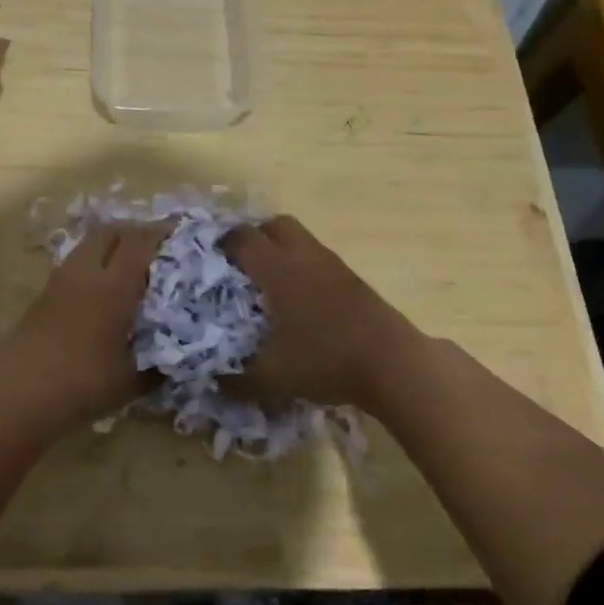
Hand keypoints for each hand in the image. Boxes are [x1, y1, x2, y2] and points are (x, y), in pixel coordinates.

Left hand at [0, 221, 169, 435]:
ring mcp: (61, 281)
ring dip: (113, 245)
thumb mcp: (130, 381)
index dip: (162, 231)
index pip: (141, 242)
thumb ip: (158, 367)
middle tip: (158, 245)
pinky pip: (77, 263)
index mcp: (114, 286)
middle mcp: (87, 272)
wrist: (15, 392)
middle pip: (112, 231)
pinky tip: (104, 290)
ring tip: (133, 265)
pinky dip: (95, 263)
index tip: (182, 228)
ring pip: (90, 245)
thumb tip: (180, 361)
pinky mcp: (44, 295)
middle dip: (136, 230)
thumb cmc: (81, 383)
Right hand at [223, 215, 423, 411]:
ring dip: (281, 249)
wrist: (393, 363)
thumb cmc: (325, 360)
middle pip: (274, 225)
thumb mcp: (273, 378)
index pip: (243, 239)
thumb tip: (212, 379)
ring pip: (300, 238)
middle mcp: (304, 256)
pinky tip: (301, 299)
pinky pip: (318, 257)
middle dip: (255, 236)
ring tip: (270, 282)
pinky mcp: (352, 278)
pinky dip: (303, 266)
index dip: (223, 244)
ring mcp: (332, 264)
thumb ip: (236, 380)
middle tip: (242, 264)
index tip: (210, 259)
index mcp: (278, 270)